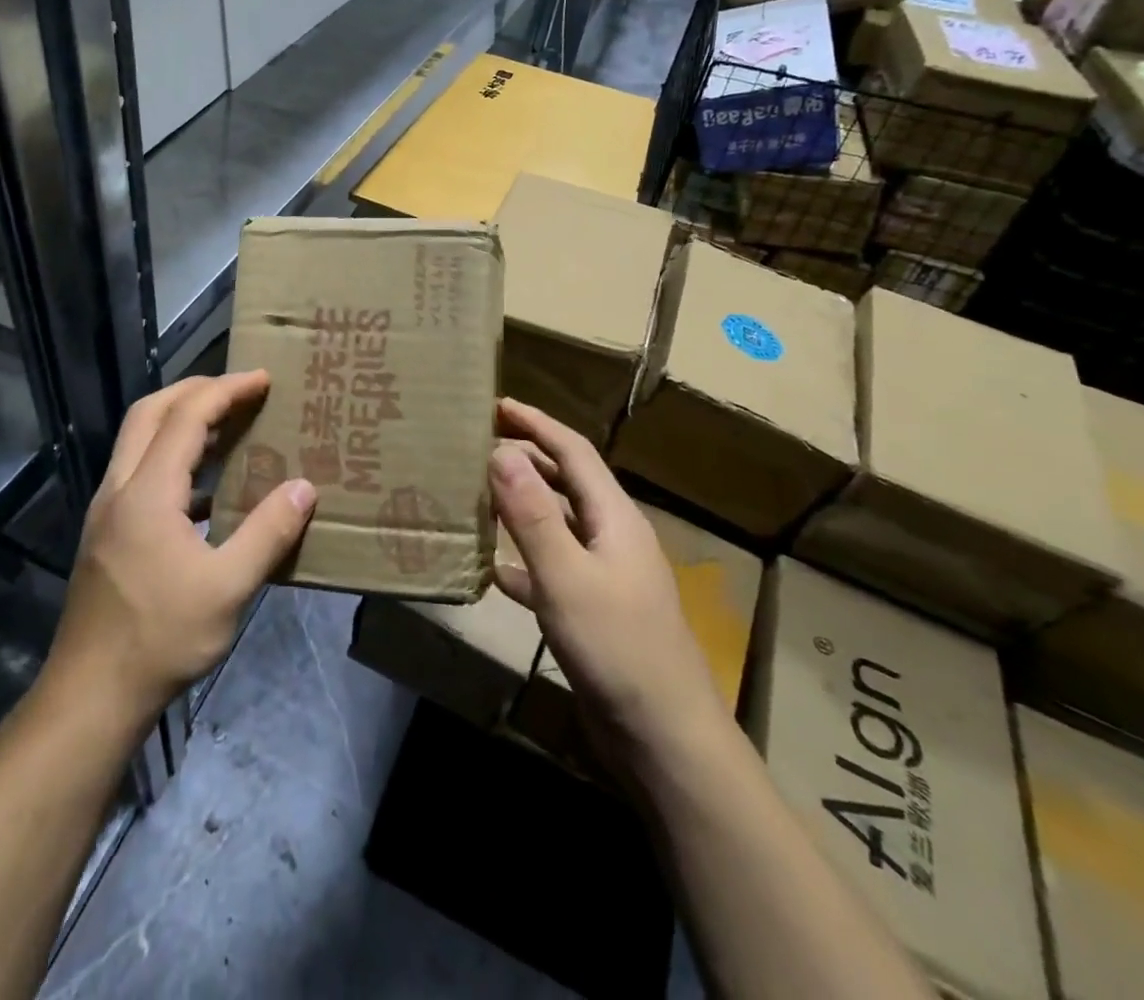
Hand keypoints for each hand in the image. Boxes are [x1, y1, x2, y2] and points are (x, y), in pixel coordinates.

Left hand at [45, 372, 315, 722]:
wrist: (90, 695)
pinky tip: (207, 489)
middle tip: (240, 389)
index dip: (226, 390)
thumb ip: (268, 533)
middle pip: (150, 412)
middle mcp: (120, 488)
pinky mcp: (107, 533)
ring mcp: (107, 510)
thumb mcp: (227, 588)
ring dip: (181, 421)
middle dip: (195, 390)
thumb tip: (304, 488)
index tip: (263, 379)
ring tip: (228, 425)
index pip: (187, 417)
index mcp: (147, 492)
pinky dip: (173, 458)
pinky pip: (140, 471)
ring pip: (139, 440)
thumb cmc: (161, 638)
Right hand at [490, 399, 726, 763]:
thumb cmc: (617, 647)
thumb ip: (531, 513)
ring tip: (479, 495)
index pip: (573, 452)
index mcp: (614, 517)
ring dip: (522, 507)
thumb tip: (501, 450)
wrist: (665, 738)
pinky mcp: (594, 611)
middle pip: (567, 483)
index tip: (498, 405)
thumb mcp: (566, 576)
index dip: (537, 423)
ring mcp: (606, 576)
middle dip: (527, 458)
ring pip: (558, 525)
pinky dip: (523, 560)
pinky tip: (494, 570)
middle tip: (480, 445)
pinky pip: (553, 569)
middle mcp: (612, 537)